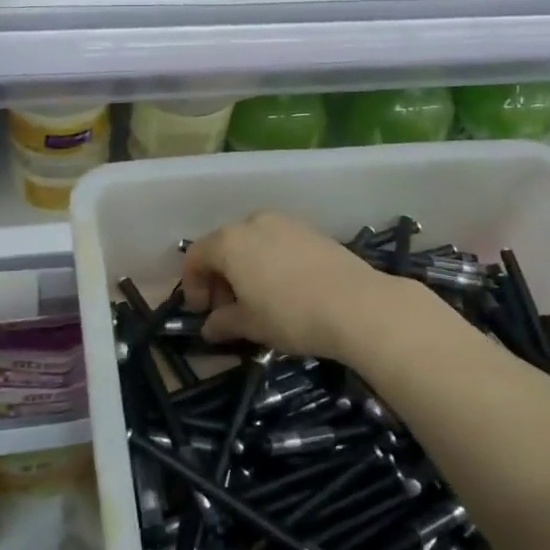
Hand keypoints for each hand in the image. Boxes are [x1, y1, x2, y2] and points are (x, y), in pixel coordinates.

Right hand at [180, 211, 428, 363]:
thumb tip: (209, 327)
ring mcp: (285, 223)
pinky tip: (284, 289)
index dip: (193, 285)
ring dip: (245, 269)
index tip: (202, 313)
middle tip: (227, 310)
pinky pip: (277, 243)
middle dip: (219, 277)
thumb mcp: (250, 325)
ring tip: (257, 301)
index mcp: (229, 241)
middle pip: (223, 246)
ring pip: (252, 242)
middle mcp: (253, 222)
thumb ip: (223, 322)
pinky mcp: (311, 230)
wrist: (356, 304)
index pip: (196, 256)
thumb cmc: (291, 314)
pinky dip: (270, 262)